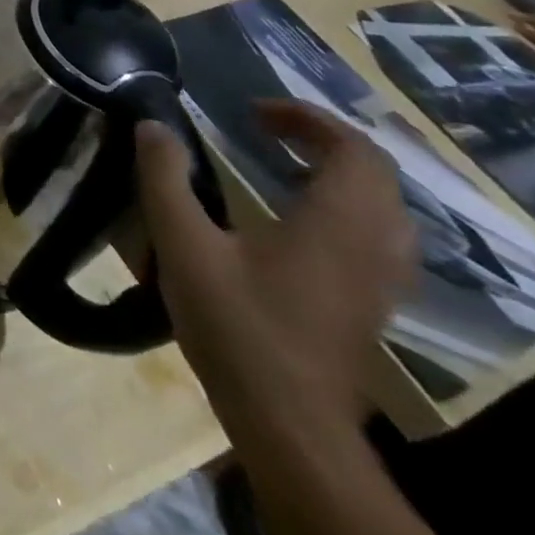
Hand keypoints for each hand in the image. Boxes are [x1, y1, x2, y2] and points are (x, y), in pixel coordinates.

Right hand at [135, 100, 415, 443]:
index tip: (252, 110)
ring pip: (383, 206)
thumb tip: (151, 125)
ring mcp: (381, 279)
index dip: (306, 118)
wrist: (290, 423)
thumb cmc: (238, 326)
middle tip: (264, 127)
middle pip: (375, 174)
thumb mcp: (184, 244)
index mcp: (336, 224)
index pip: (352, 150)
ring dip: (337, 171)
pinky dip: (343, 203)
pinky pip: (376, 233)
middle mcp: (373, 246)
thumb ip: (165, 178)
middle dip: (322, 138)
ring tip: (281, 161)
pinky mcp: (373, 302)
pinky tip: (296, 213)